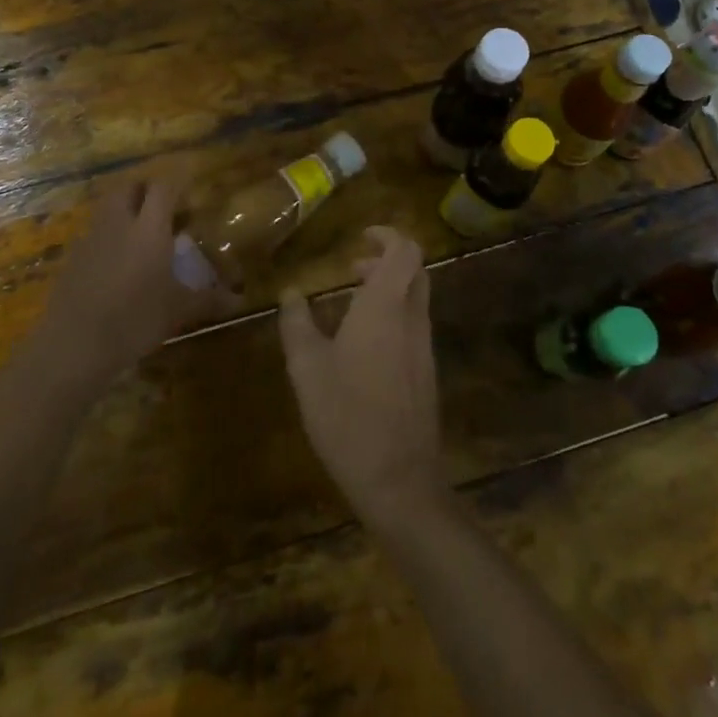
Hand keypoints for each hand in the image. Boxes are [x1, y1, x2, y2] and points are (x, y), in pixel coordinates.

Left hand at [22, 175, 239, 394]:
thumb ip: (208, 300)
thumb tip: (239, 301)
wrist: (74, 345)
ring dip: (125, 208)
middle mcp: (119, 224)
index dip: (178, 178)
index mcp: (149, 228)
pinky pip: (94, 233)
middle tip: (163, 204)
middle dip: (146, 188)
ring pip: (108, 208)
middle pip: (129, 187)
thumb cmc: (134, 320)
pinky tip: (117, 261)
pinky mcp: (72, 258)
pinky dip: (108, 235)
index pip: (163, 186)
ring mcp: (91, 239)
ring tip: (141, 230)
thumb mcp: (178, 311)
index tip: (190, 177)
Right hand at [278, 226, 446, 526]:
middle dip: (387, 259)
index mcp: (385, 307)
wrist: (399, 482)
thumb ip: (297, 324)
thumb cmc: (347, 416)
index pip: (405, 250)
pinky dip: (394, 316)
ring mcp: (424, 347)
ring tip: (352, 304)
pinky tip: (364, 345)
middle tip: (354, 268)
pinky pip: (414, 326)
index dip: (388, 235)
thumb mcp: (307, 368)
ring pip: (416, 298)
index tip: (362, 237)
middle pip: (415, 270)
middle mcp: (412, 318)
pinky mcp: (427, 373)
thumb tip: (291, 293)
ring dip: (390, 289)